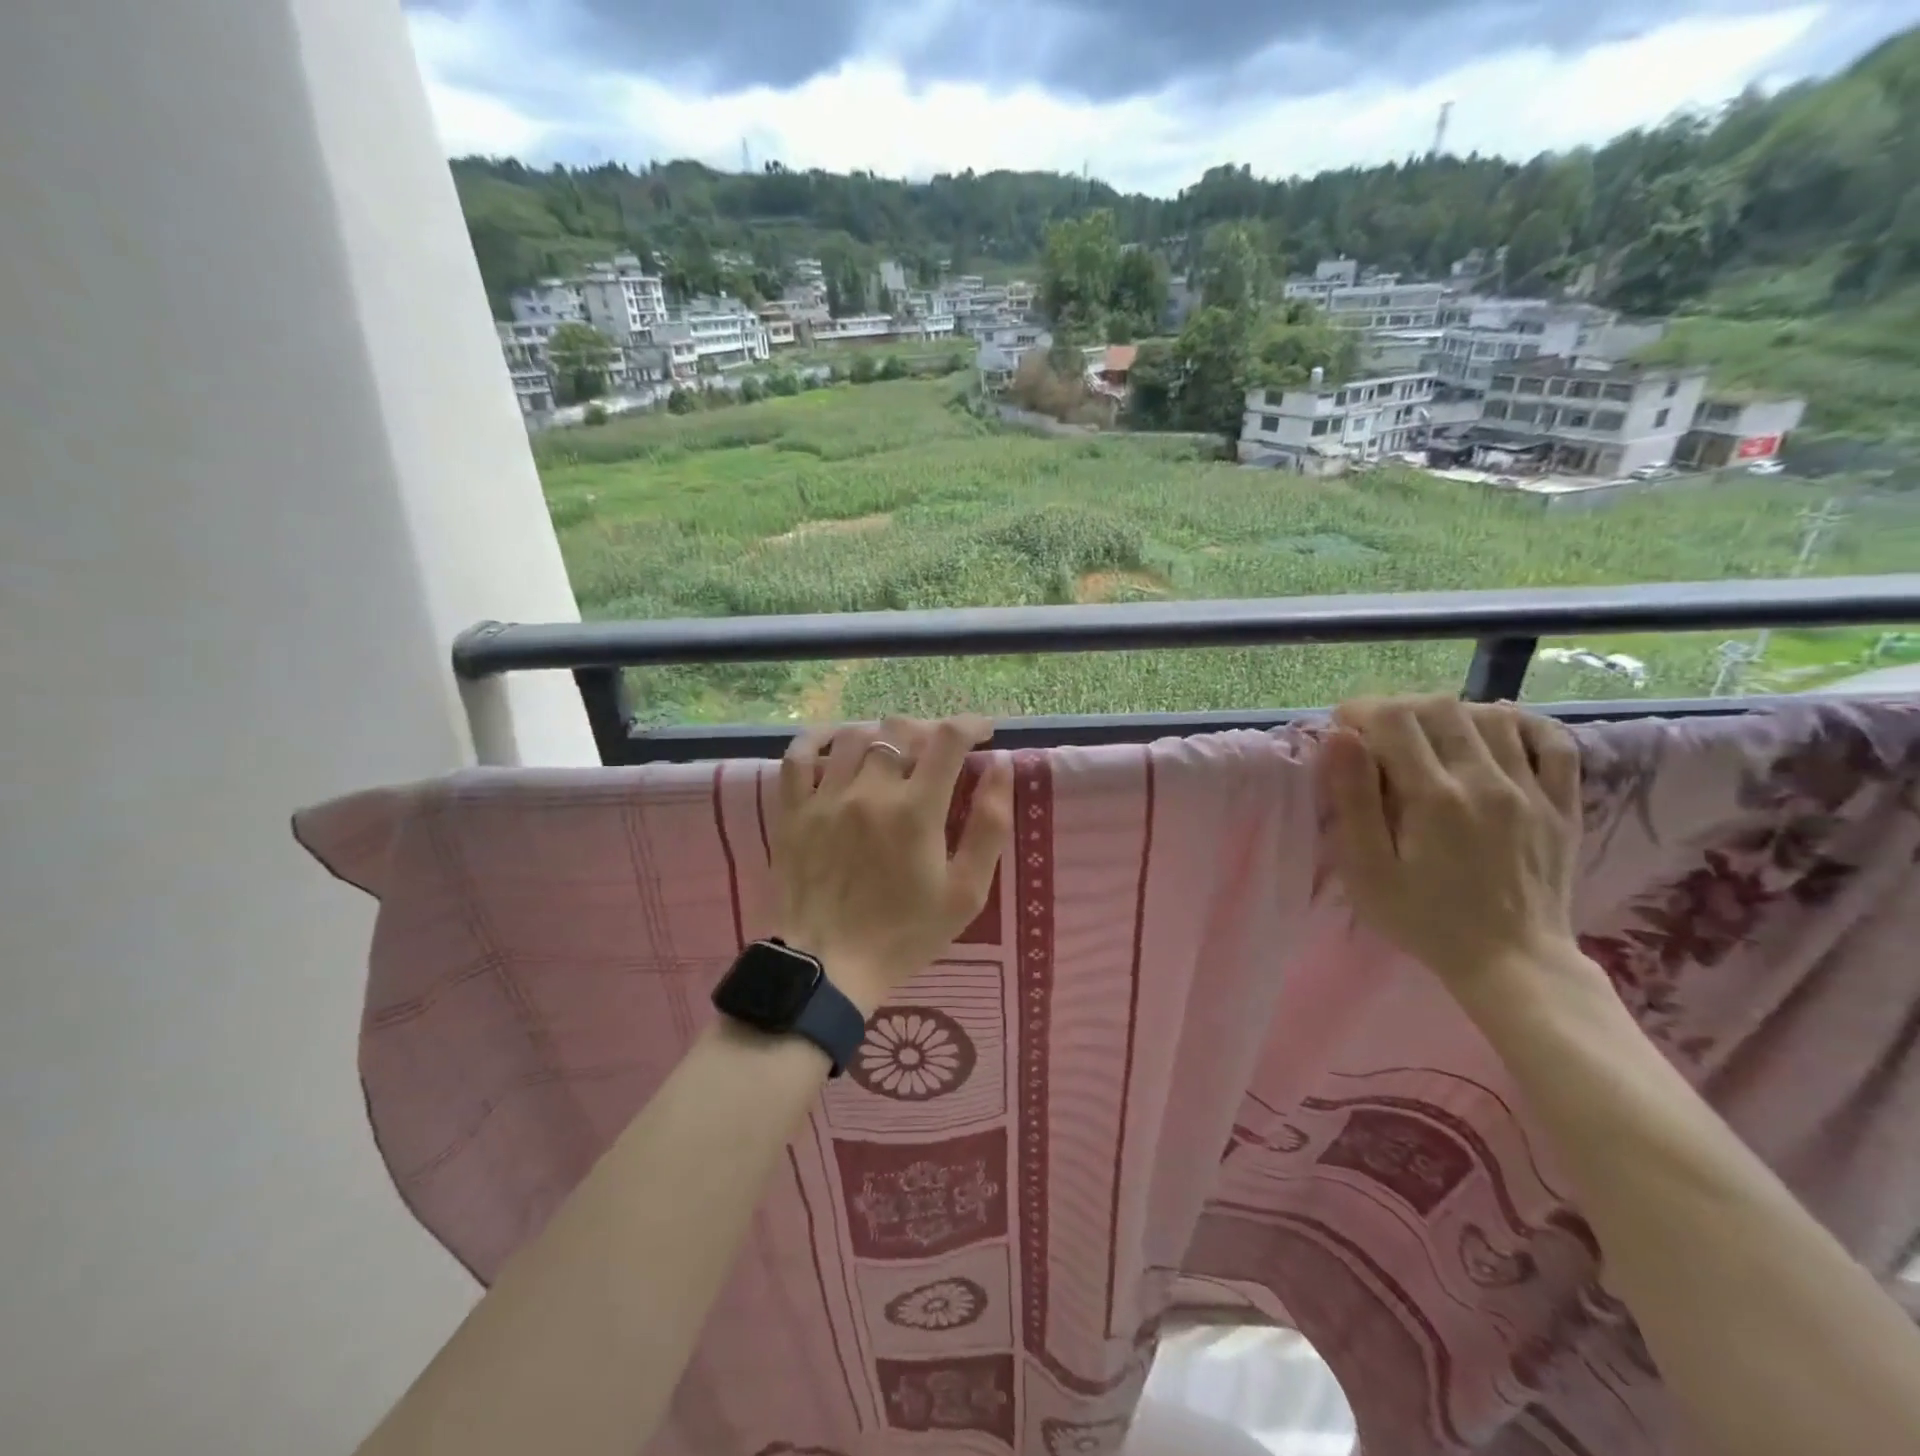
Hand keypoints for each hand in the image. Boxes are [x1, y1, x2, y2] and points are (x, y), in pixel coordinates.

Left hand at [774, 715, 1013, 1014]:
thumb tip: (1000, 765)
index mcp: (916, 810)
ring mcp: (825, 797)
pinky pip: (798, 755)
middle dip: (929, 731)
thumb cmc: (906, 934)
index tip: (983, 732)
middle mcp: (870, 791)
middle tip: (940, 752)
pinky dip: (818, 738)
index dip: (971, 724)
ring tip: (895, 753)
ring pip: (855, 735)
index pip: (948, 739)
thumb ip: (990, 825)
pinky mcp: (792, 810)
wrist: (829, 967)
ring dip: (883, 735)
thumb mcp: (967, 892)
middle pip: (901, 730)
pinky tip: (836, 741)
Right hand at [1319, 694, 1589, 1002]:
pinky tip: (1494, 729)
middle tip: (1377, 733)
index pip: (1392, 719)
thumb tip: (1339, 737)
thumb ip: (1353, 800)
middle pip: (1439, 707)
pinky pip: (1552, 742)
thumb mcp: (1368, 870)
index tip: (1342, 729)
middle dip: (1398, 708)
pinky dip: (1521, 723)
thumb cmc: (1424, 918)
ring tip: (1426, 735)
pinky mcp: (1562, 803)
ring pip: (1491, 715)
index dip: (1360, 711)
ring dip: (1449, 713)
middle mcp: (1485, 780)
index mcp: (1433, 797)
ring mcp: (1531, 789)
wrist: (1512, 962)